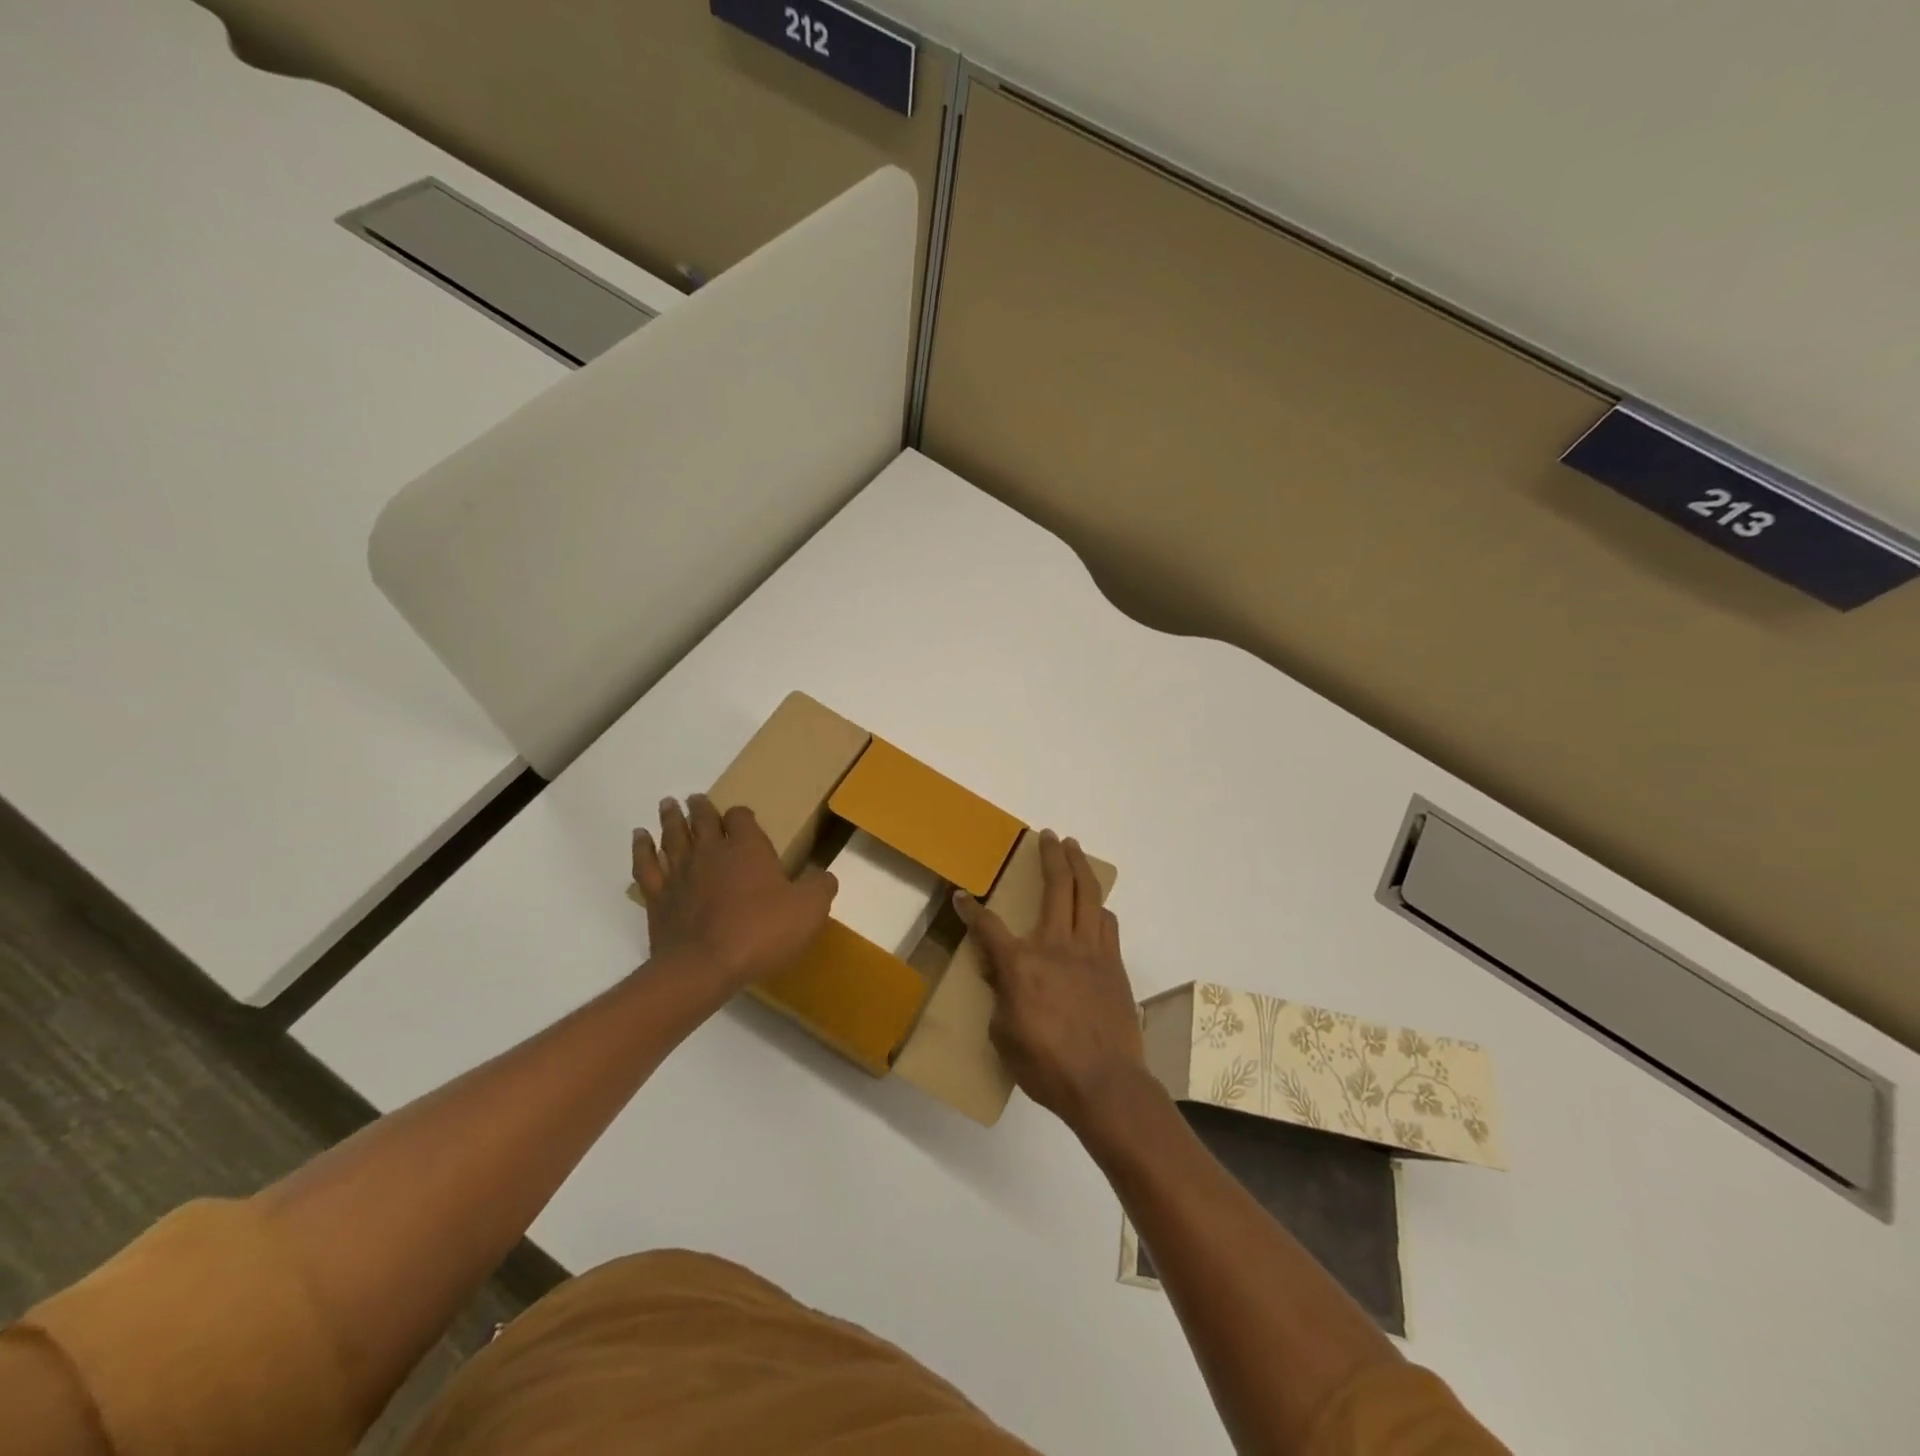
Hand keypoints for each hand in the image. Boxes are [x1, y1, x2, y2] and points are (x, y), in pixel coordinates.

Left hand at [632, 794, 836, 993]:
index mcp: (747, 848)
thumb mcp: (809, 910)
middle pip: (703, 820)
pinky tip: (640, 838)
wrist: (704, 967)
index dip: (741, 815)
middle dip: (701, 808)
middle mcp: (711, 852)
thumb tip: (824, 875)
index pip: (741, 818)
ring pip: (673, 836)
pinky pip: (646, 864)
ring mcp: (680, 873)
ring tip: (667, 804)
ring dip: (671, 819)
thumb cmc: (760, 932)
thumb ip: (820, 886)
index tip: (741, 817)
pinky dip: (642, 848)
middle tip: (694, 798)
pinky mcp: (658, 897)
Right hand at [955, 830, 1150, 1132]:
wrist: (1106, 1084)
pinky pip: (1106, 922)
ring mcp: (1090, 950)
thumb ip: (1001, 997)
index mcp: (1021, 964)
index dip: (971, 910)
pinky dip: (1097, 905)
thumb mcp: (1004, 1036)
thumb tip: (1003, 976)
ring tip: (1073, 849)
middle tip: (1047, 836)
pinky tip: (1095, 903)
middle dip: (1050, 855)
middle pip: (1056, 885)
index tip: (961, 897)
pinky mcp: (1113, 963)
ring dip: (1080, 866)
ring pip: (1087, 894)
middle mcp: (1056, 945)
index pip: (988, 926)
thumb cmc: (1047, 1066)